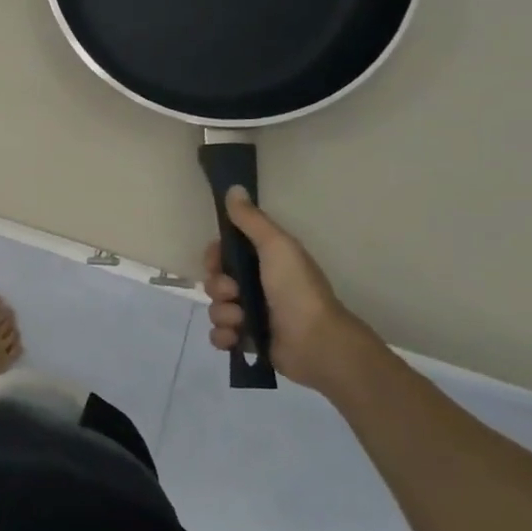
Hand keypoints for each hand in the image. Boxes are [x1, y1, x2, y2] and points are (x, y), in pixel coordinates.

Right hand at [202, 187, 374, 389]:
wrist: (316, 341)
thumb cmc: (296, 289)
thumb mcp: (276, 246)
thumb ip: (252, 220)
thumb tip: (233, 188)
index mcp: (265, 263)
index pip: (224, 255)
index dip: (215, 257)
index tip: (218, 261)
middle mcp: (257, 287)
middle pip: (216, 281)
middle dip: (218, 288)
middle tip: (234, 293)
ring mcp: (252, 315)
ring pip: (216, 308)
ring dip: (223, 314)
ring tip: (241, 320)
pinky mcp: (248, 341)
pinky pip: (219, 335)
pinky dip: (223, 336)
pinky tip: (236, 337)